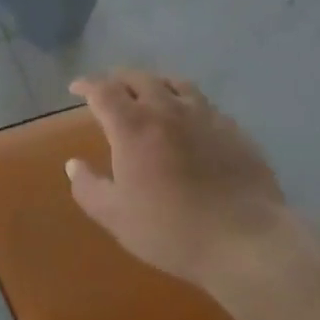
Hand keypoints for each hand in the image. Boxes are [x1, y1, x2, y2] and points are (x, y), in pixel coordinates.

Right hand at [65, 69, 292, 291]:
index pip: (103, 90)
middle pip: (138, 78)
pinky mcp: (232, 128)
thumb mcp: (117, 218)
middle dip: (118, 80)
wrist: (247, 240)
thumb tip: (73, 164)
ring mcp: (204, 114)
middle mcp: (166, 109)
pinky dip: (186, 101)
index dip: (87, 85)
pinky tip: (189, 118)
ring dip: (154, 83)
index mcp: (133, 126)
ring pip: (173, 82)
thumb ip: (89, 188)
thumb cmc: (173, 230)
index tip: (77, 89)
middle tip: (110, 90)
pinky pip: (203, 102)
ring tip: (149, 93)